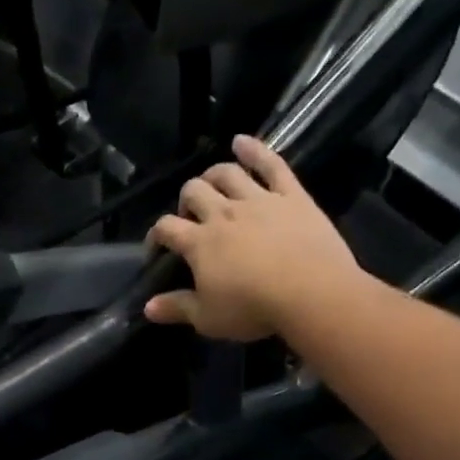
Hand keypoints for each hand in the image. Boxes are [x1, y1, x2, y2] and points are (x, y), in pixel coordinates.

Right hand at [143, 135, 360, 341]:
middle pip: (193, 192)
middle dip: (185, 201)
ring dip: (213, 174)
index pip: (166, 228)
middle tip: (190, 216)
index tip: (156, 248)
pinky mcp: (291, 195)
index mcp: (198, 243)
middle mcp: (223, 213)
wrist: (311, 293)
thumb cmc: (253, 309)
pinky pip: (271, 164)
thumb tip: (148, 307)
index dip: (155, 235)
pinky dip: (254, 149)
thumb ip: (176, 308)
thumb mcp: (207, 318)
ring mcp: (258, 200)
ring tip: (211, 183)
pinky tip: (241, 141)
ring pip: (227, 173)